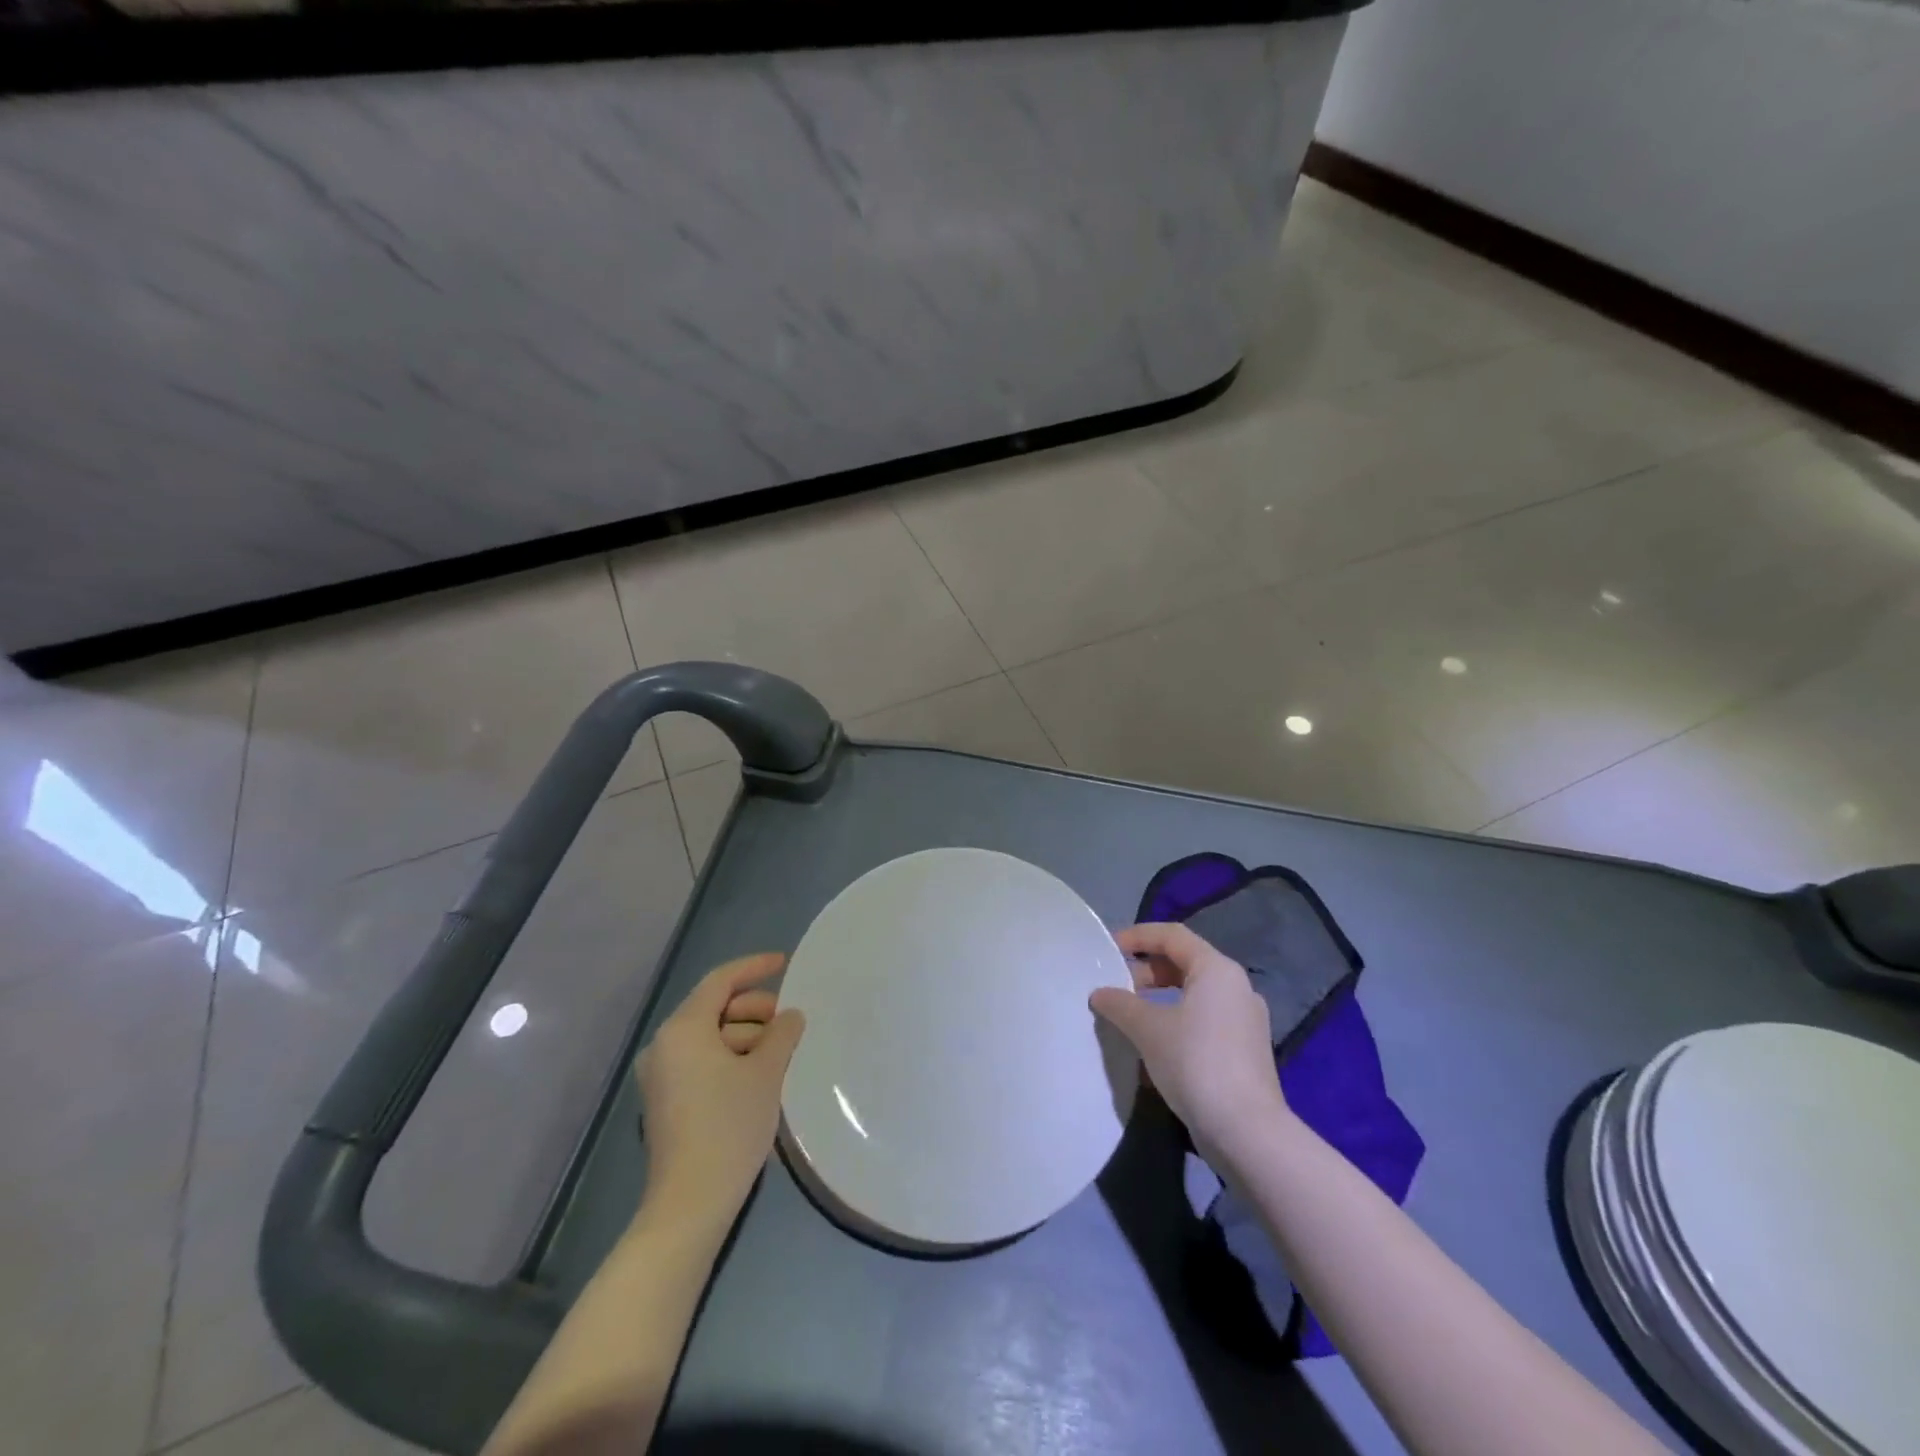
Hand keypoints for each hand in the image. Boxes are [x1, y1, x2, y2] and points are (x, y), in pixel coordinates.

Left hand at [635, 953, 804, 1222]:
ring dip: (745, 1035)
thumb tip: (789, 1016)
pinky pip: (701, 1060)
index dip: (754, 967)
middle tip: (789, 1021)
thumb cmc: (729, 1127)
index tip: (784, 963)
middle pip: (713, 1007)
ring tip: (780, 1051)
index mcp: (683, 1029)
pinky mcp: (665, 1101)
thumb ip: (782, 1033)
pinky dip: (730, 1057)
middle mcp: (664, 1045)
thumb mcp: (766, 1072)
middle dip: (754, 1008)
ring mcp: (661, 1075)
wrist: (690, 1204)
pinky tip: (759, 1074)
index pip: (720, 981)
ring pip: (709, 1036)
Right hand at [1090, 924, 1291, 1166]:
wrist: (1247, 1133)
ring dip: (1159, 998)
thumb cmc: (1196, 1064)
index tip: (1108, 949)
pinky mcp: (1245, 1050)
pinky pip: (1204, 1019)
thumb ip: (1120, 1004)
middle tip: (1116, 987)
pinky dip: (1176, 1020)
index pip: (1173, 935)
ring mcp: (1245, 1020)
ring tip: (1129, 1017)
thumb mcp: (1148, 1029)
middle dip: (1146, 971)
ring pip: (1194, 994)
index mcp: (1217, 970)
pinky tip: (1154, 1046)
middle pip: (1184, 963)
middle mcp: (1236, 987)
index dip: (1138, 936)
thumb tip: (1100, 994)